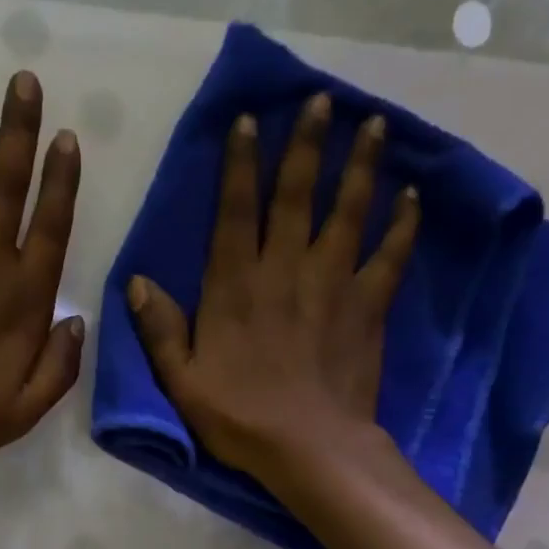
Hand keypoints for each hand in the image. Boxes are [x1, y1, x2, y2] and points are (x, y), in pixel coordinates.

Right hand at [126, 92, 418, 480]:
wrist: (310, 449)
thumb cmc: (241, 417)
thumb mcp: (182, 381)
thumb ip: (159, 329)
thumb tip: (135, 282)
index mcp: (234, 286)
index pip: (234, 211)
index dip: (240, 164)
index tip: (249, 121)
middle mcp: (284, 270)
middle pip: (296, 195)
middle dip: (307, 145)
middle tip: (322, 100)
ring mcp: (331, 284)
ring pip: (347, 212)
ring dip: (360, 167)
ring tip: (376, 125)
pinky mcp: (367, 306)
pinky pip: (389, 256)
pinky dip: (402, 225)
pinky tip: (413, 196)